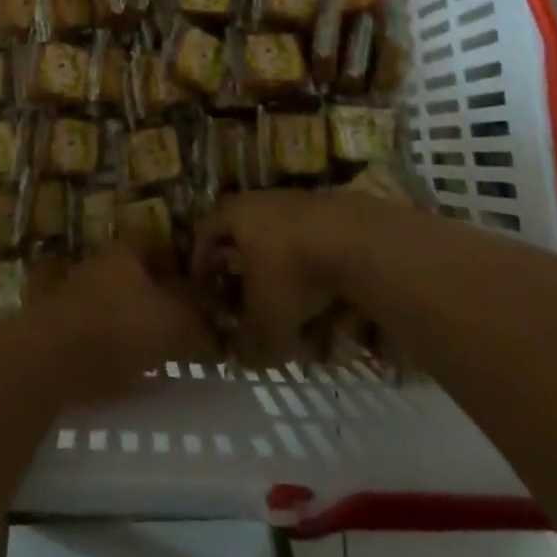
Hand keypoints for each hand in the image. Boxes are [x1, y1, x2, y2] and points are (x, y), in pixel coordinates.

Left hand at [40, 244, 216, 402]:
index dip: (178, 260)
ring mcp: (77, 298)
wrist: (53, 359)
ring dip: (137, 324)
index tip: (197, 284)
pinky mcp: (62, 332)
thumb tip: (217, 327)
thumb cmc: (120, 327)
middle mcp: (100, 267)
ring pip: (117, 305)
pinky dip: (117, 350)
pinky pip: (100, 336)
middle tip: (184, 321)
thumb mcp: (174, 324)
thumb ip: (199, 323)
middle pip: (136, 275)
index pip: (156, 242)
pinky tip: (134, 374)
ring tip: (162, 351)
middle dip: (159, 296)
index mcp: (126, 253)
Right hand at [193, 191, 367, 368]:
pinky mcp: (329, 210)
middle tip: (238, 293)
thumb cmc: (293, 273)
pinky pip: (306, 238)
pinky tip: (317, 289)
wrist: (356, 241)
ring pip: (274, 235)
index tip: (203, 290)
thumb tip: (240, 356)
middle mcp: (261, 200)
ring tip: (281, 296)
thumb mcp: (265, 320)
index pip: (204, 232)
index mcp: (235, 214)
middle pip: (240, 231)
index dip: (200, 263)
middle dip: (237, 264)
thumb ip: (248, 343)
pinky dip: (305, 263)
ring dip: (273, 264)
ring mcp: (297, 201)